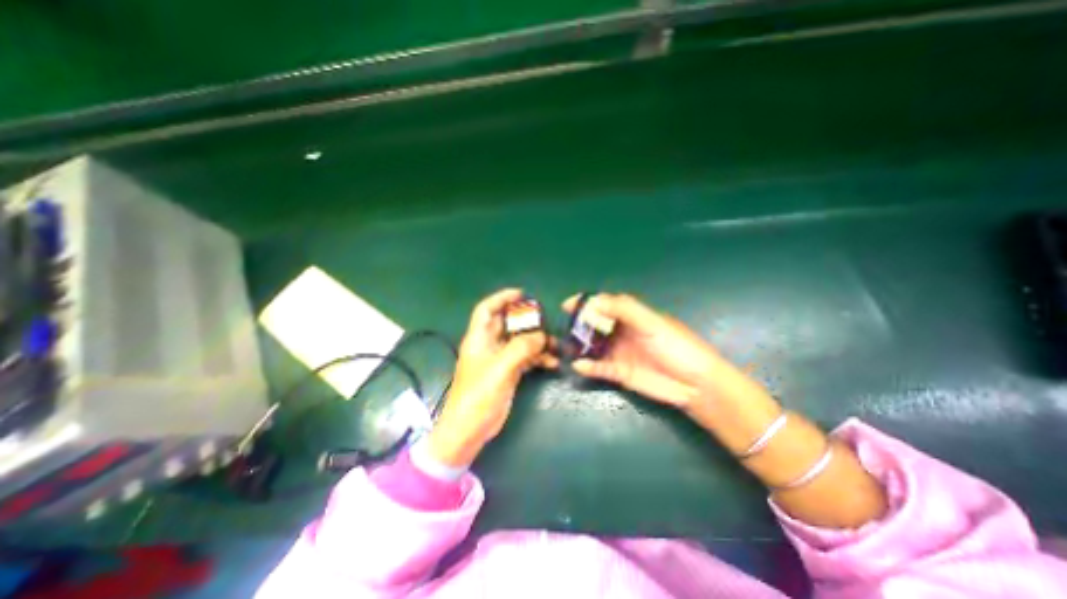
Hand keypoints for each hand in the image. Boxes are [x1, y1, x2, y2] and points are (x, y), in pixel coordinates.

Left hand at [428, 290, 558, 466]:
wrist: (470, 429)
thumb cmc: (479, 395)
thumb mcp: (500, 368)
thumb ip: (521, 348)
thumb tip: (541, 335)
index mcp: (479, 338)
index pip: (487, 309)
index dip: (502, 298)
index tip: (522, 293)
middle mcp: (489, 345)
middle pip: (507, 323)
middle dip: (526, 320)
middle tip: (546, 320)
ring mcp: (499, 359)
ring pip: (519, 341)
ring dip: (536, 341)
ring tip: (555, 344)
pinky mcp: (508, 373)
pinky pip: (525, 358)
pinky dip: (538, 358)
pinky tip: (552, 363)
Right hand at [560, 291, 761, 413]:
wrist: (695, 383)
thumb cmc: (676, 346)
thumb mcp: (651, 323)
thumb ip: (624, 310)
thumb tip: (594, 301)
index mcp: (631, 316)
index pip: (605, 304)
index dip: (587, 302)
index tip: (568, 304)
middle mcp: (622, 332)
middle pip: (595, 325)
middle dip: (579, 324)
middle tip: (563, 327)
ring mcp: (619, 352)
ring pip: (594, 346)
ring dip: (580, 346)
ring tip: (564, 347)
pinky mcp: (619, 372)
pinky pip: (599, 367)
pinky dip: (588, 366)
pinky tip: (579, 365)